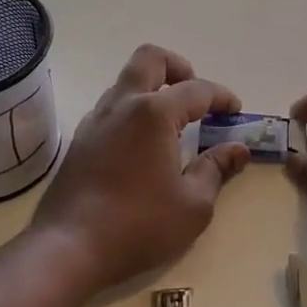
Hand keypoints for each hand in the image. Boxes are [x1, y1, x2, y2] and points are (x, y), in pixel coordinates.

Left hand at [30, 45, 250, 291]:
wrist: (68, 248)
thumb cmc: (138, 225)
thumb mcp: (193, 205)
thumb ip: (217, 169)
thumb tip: (238, 149)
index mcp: (154, 113)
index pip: (197, 90)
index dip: (222, 97)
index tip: (236, 111)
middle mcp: (122, 104)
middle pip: (150, 58)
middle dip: (179, 67)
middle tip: (196, 97)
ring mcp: (96, 119)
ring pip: (127, 81)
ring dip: (153, 88)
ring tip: (173, 122)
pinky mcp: (80, 139)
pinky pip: (111, 106)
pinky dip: (133, 109)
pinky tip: (143, 143)